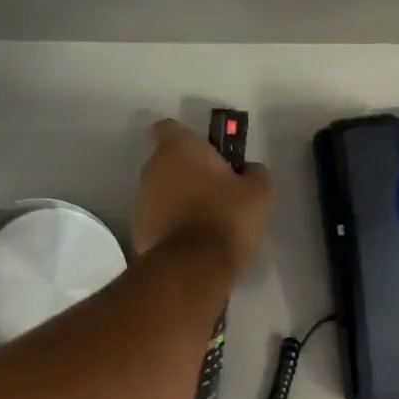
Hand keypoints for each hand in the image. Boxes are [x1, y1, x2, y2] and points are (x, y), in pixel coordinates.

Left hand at [133, 119, 274, 276]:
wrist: (192, 270)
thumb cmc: (226, 219)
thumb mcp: (259, 193)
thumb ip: (254, 173)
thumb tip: (249, 170)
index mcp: (178, 150)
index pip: (170, 128)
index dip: (190, 139)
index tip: (211, 156)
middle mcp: (152, 170)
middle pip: (167, 162)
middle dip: (188, 173)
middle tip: (217, 192)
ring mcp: (141, 202)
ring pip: (162, 192)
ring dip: (179, 201)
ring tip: (208, 223)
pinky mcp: (139, 232)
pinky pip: (159, 220)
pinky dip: (173, 227)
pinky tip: (195, 244)